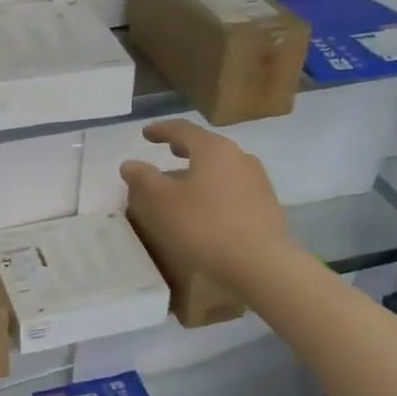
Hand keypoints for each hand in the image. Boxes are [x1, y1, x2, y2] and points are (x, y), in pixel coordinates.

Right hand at [119, 120, 290, 288]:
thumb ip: (143, 179)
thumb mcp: (162, 203)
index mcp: (214, 149)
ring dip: (199, 172)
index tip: (145, 134)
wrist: (262, 265)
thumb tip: (130, 164)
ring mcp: (257, 182)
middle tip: (167, 151)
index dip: (161, 130)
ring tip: (182, 186)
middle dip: (184, 149)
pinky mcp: (266, 206)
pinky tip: (205, 210)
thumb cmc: (205, 227)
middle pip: (206, 147)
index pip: (183, 129)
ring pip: (221, 168)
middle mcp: (240, 158)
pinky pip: (232, 189)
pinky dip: (213, 190)